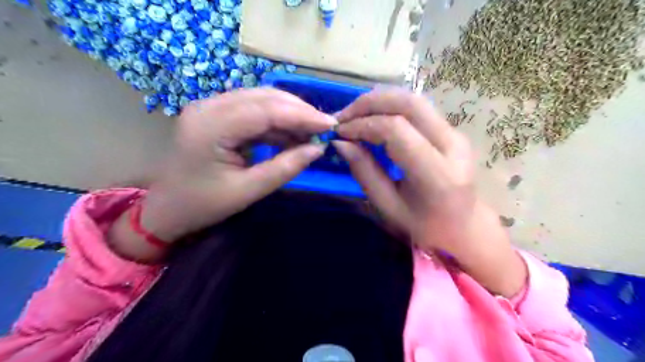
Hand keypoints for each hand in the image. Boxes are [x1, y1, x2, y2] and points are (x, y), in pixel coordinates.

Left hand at [108, 87, 335, 259]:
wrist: (167, 209)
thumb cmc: (203, 205)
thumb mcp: (248, 191)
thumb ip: (285, 168)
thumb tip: (318, 149)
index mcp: (211, 126)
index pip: (265, 110)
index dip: (302, 115)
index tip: (330, 124)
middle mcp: (209, 107)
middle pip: (264, 97)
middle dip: (299, 110)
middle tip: (324, 127)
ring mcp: (211, 108)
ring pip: (261, 100)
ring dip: (290, 114)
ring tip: (312, 132)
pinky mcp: (217, 116)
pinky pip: (254, 111)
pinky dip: (276, 122)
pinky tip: (292, 135)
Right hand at [335, 88, 525, 297]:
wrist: (464, 226)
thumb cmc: (424, 226)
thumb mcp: (388, 206)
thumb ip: (364, 172)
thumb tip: (340, 142)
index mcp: (437, 174)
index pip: (396, 130)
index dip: (362, 125)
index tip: (339, 133)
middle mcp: (452, 145)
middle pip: (408, 103)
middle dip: (369, 103)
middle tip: (343, 116)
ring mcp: (455, 133)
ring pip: (414, 99)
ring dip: (379, 101)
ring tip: (353, 114)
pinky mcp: (451, 130)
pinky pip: (417, 108)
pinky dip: (390, 107)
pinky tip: (372, 117)